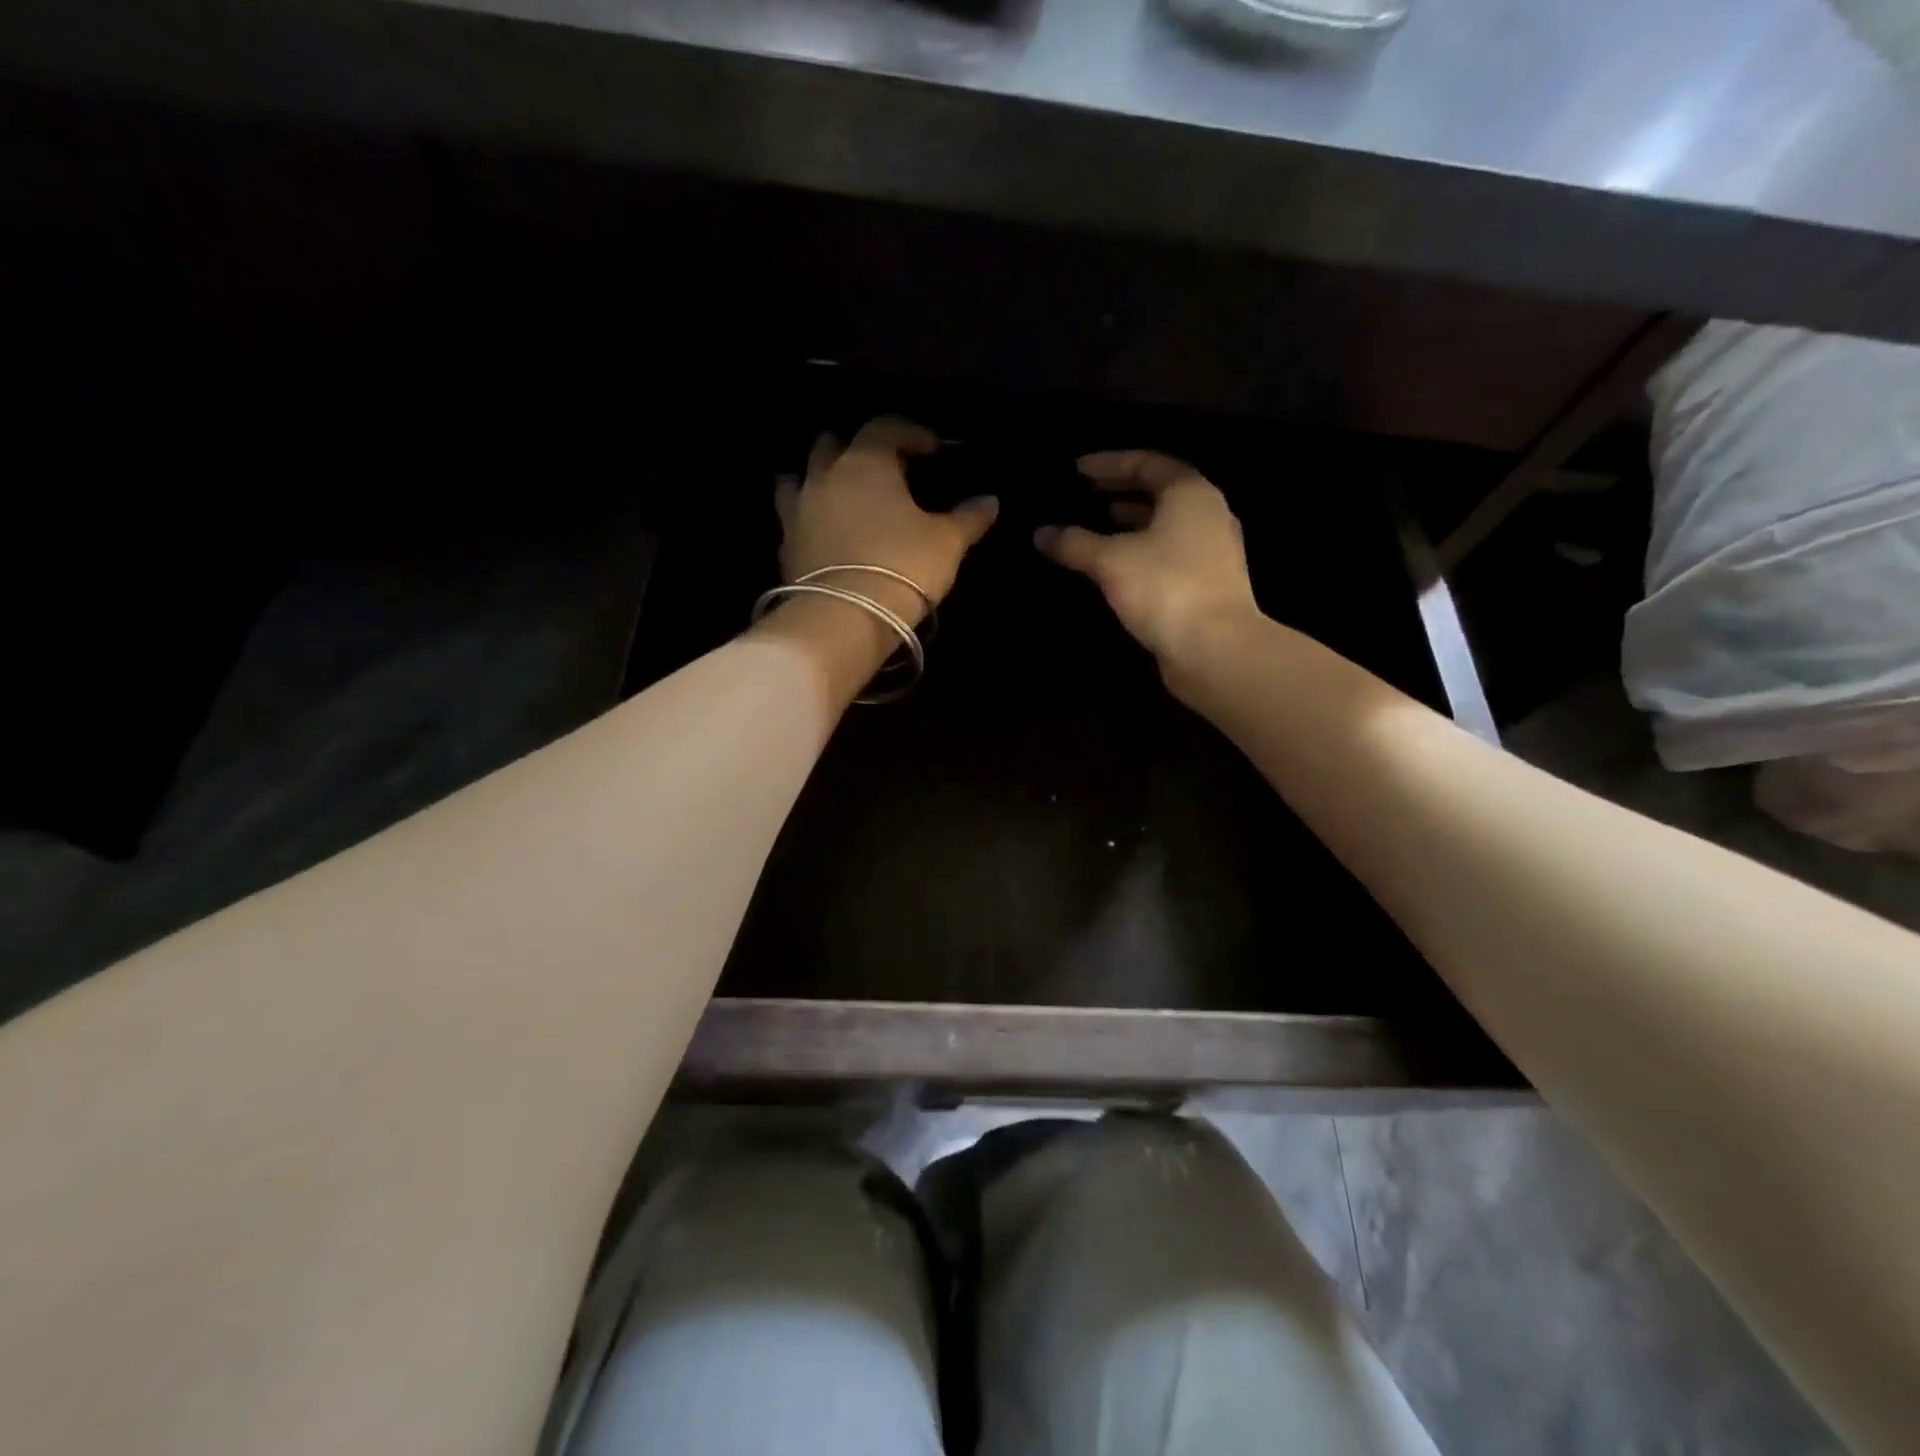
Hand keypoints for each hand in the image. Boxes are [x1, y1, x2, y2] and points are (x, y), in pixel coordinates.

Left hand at [776, 417, 998, 627]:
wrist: (844, 618)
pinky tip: (824, 533)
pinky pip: (794, 519)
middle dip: (857, 447)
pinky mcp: (785, 546)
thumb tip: (990, 501)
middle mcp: (825, 476)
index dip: (910, 433)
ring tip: (841, 494)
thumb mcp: (947, 543)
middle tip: (883, 469)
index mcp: (865, 462)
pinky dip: (809, 518)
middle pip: (834, 444)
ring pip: (800, 477)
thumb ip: (968, 518)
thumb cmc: (902, 567)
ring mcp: (798, 510)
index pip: (885, 427)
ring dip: (820, 478)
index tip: (932, 449)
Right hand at [1035, 450, 1260, 664]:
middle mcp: (1207, 514)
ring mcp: (1212, 551)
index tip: (1076, 471)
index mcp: (1190, 493)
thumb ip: (1074, 543)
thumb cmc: (1164, 588)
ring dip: (1130, 524)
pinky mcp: (1207, 584)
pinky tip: (1114, 568)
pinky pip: (1168, 554)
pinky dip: (1140, 552)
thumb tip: (1041, 533)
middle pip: (1160, 493)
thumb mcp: (1110, 561)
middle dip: (1120, 492)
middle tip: (1084, 496)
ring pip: (1165, 526)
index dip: (1109, 463)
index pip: (1147, 463)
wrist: (1215, 649)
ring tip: (1095, 528)